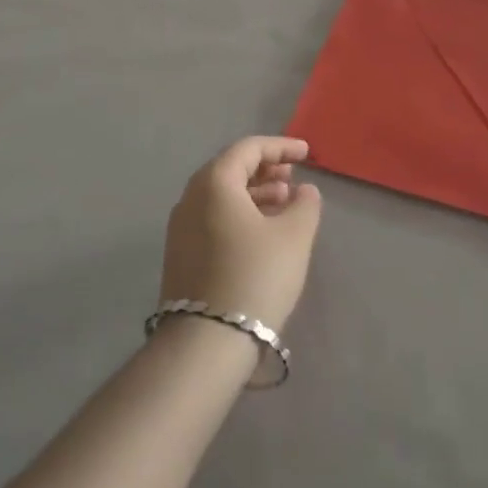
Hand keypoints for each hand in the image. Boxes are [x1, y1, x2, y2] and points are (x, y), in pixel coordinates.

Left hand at [161, 137, 322, 332]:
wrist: (208, 341)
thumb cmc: (256, 276)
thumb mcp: (294, 237)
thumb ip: (305, 205)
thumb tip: (304, 191)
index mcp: (214, 183)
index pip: (247, 149)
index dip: (280, 146)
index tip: (307, 154)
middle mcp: (190, 198)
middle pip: (230, 170)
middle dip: (265, 169)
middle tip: (293, 178)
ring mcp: (180, 228)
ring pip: (221, 196)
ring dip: (254, 193)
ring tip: (285, 203)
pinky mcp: (181, 255)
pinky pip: (213, 219)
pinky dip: (240, 214)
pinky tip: (263, 232)